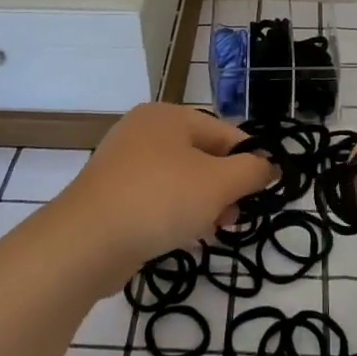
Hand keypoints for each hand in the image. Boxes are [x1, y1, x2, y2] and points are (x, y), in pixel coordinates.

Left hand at [55, 103, 275, 270]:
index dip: (250, 160)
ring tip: (212, 230)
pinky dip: (174, 213)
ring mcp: (123, 162)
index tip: (264, 193)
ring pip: (179, 179)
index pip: (225, 132)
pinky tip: (182, 237)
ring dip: (202, 204)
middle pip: (201, 155)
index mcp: (169, 115)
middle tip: (235, 217)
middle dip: (224, 187)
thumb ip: (251, 171)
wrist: (87, 240)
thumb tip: (270, 165)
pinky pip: (155, 198)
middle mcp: (144, 130)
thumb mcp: (218, 183)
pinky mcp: (111, 194)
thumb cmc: (160, 199)